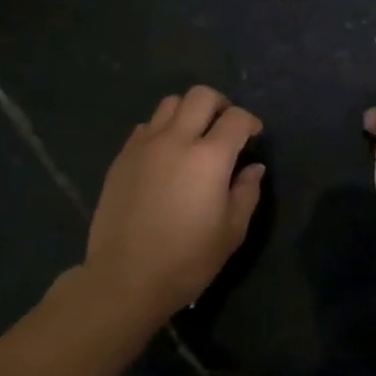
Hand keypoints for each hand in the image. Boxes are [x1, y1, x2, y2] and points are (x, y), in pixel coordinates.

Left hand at [84, 86, 264, 322]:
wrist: (124, 279)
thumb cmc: (186, 260)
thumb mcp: (231, 232)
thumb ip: (246, 193)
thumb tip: (254, 168)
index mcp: (210, 157)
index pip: (237, 118)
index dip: (251, 122)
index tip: (254, 136)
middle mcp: (177, 140)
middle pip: (201, 96)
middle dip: (220, 104)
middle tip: (225, 127)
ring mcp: (144, 145)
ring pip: (170, 104)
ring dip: (188, 112)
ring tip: (193, 136)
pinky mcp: (122, 158)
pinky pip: (145, 127)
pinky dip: (161, 130)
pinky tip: (164, 155)